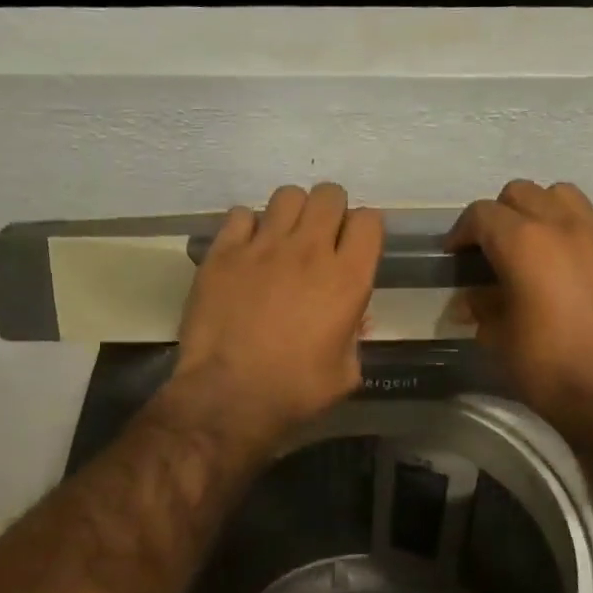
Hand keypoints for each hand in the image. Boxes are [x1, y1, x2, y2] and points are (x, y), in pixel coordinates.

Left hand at [170, 184, 382, 444]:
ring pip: (287, 196)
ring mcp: (263, 246)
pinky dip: (247, 227)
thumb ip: (355, 335)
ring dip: (291, 213)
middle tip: (320, 237)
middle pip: (329, 195)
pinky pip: (241, 214)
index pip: (369, 221)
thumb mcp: (346, 372)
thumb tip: (352, 319)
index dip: (364, 230)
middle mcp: (309, 251)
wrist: (228, 397)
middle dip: (330, 210)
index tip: (355, 246)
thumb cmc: (295, 392)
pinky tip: (246, 251)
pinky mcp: (224, 252)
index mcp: (347, 279)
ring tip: (282, 238)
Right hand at [447, 180, 592, 414]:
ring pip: (567, 195)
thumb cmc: (547, 367)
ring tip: (544, 240)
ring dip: (547, 210)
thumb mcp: (497, 339)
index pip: (481, 214)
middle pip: (522, 193)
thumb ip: (481, 307)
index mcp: (522, 243)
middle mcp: (562, 226)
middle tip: (497, 247)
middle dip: (502, 214)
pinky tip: (590, 249)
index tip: (456, 254)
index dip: (462, 231)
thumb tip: (471, 299)